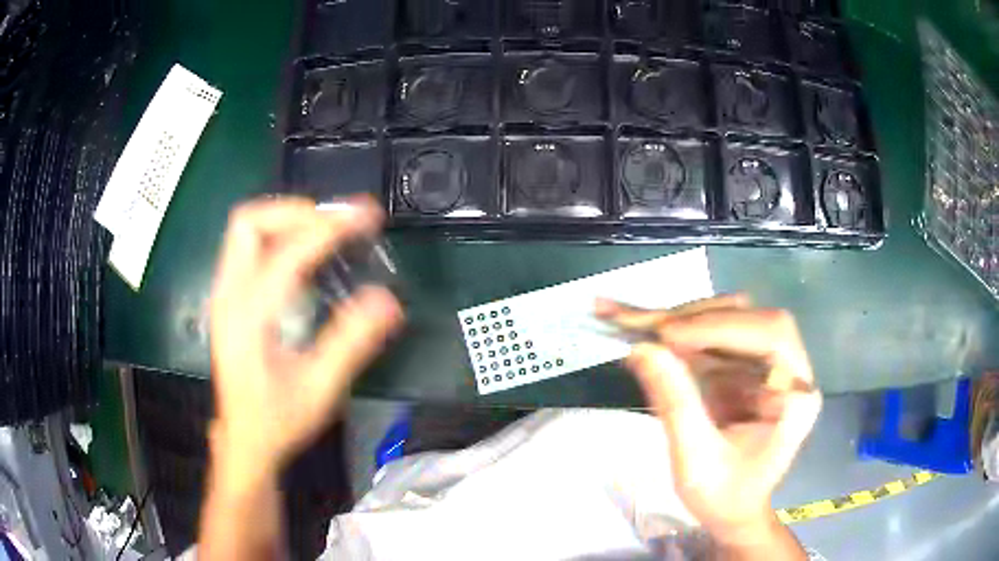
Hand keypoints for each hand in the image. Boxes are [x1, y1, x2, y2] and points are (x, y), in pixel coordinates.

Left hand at [209, 196, 402, 476]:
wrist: (245, 439)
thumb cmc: (279, 419)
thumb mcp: (319, 388)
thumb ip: (351, 342)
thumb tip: (387, 298)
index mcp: (248, 317)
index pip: (287, 253)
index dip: (330, 228)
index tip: (366, 216)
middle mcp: (228, 296)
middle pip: (250, 222)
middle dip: (296, 212)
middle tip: (337, 224)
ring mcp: (223, 294)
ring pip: (245, 228)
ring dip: (285, 219)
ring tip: (325, 231)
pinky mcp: (228, 298)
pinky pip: (247, 245)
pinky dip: (277, 234)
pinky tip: (303, 253)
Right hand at [596, 295, 820, 546]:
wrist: (734, 512)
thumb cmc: (724, 497)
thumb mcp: (696, 462)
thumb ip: (675, 404)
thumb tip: (642, 348)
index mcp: (795, 396)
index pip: (771, 334)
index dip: (721, 326)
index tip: (667, 335)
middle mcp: (790, 368)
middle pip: (748, 316)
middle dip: (693, 319)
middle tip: (638, 324)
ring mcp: (767, 363)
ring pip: (728, 318)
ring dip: (681, 321)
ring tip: (634, 323)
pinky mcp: (745, 366)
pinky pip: (713, 335)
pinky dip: (678, 333)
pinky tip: (646, 329)